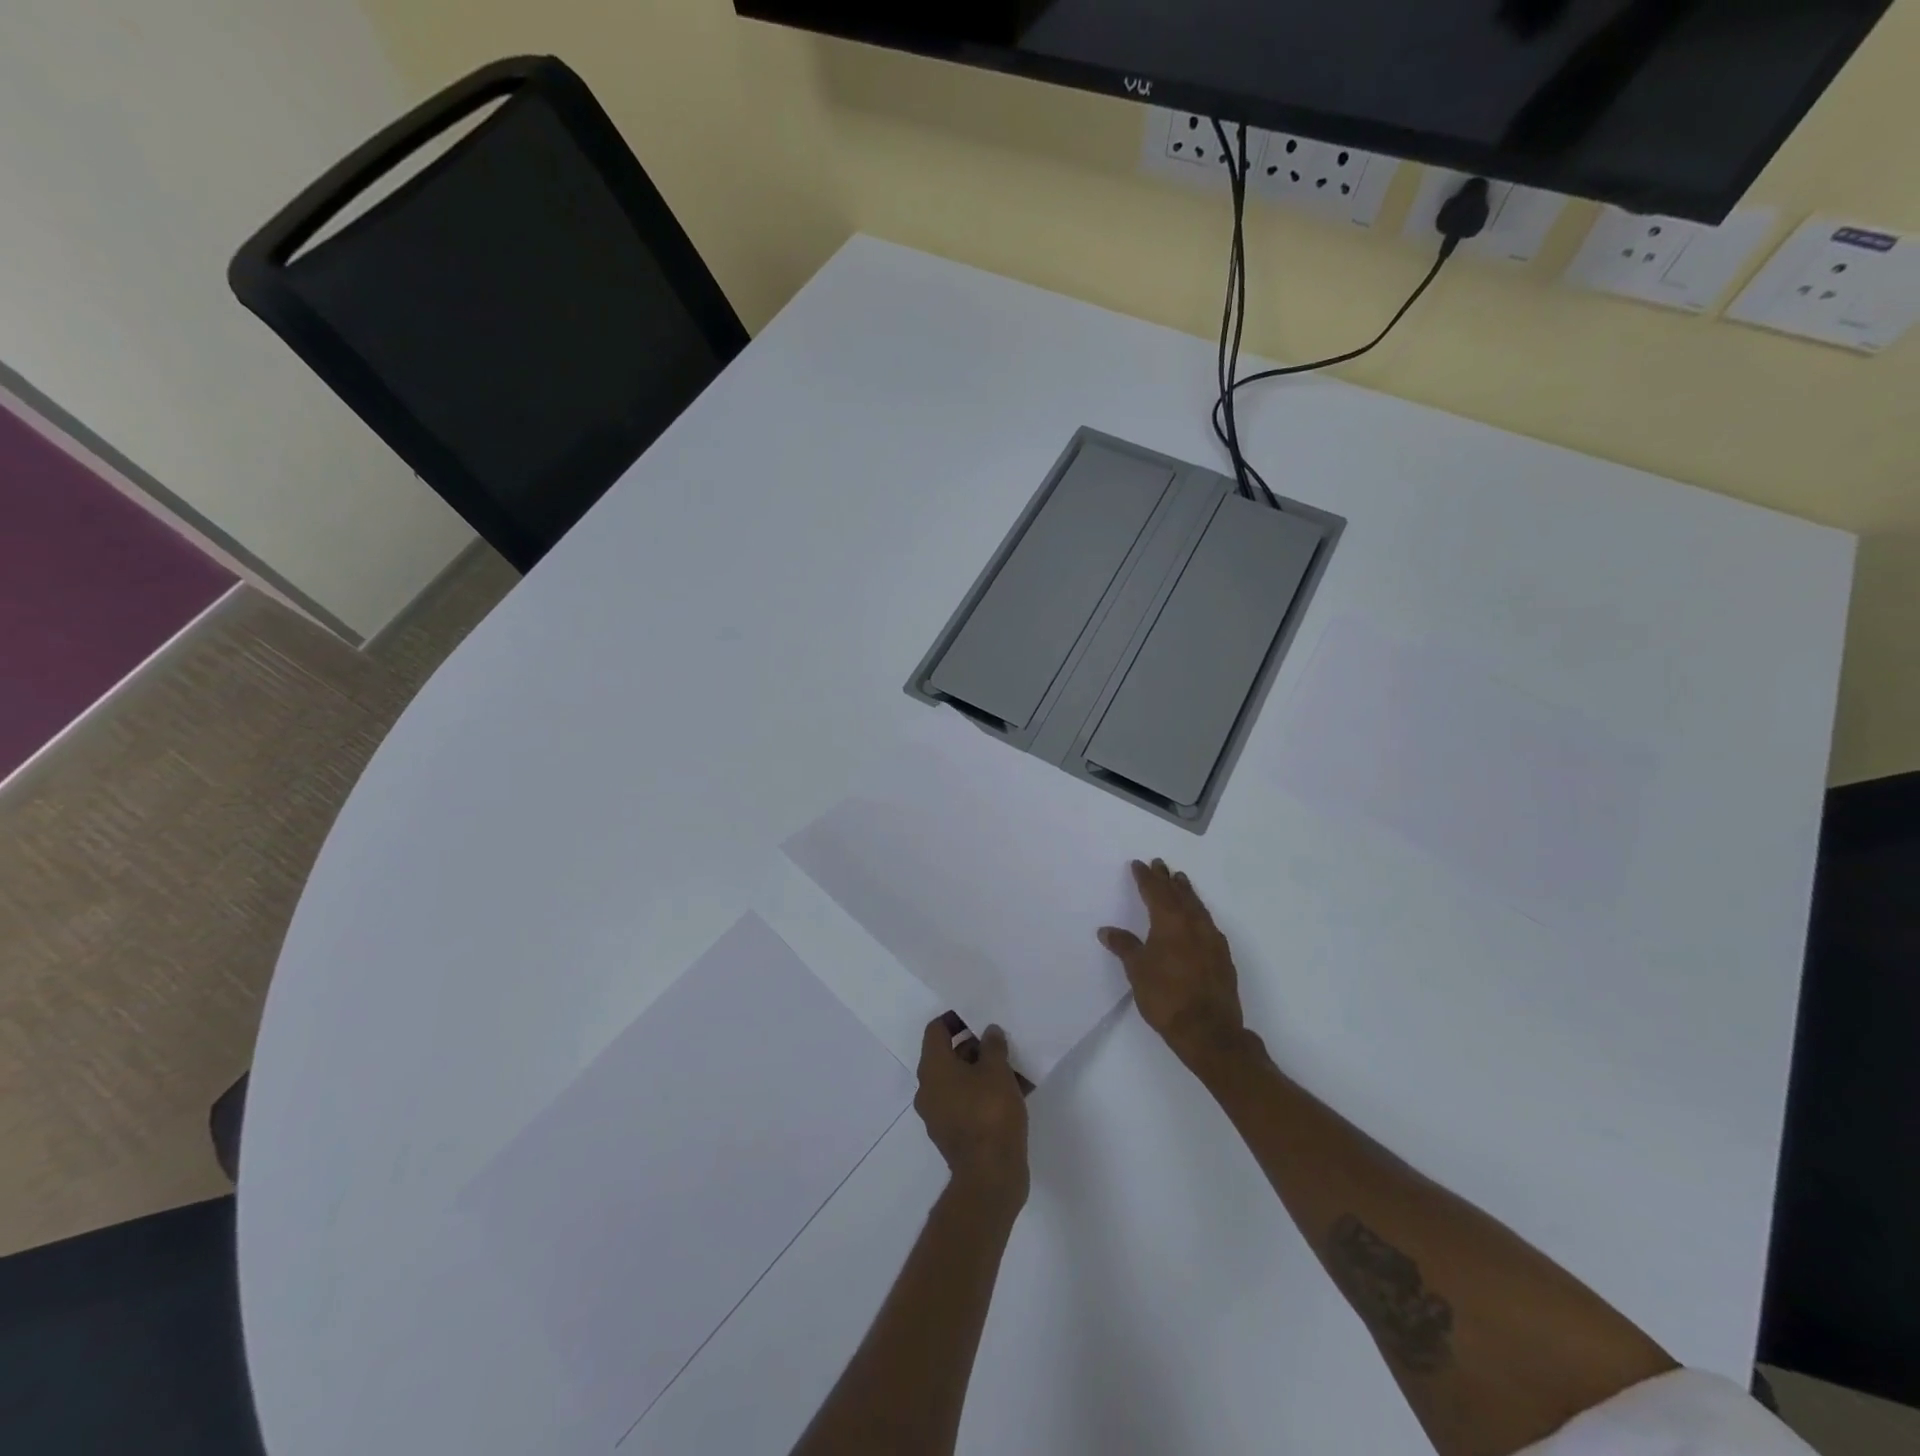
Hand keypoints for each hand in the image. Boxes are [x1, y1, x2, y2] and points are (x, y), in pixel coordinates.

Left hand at [915, 1015, 1029, 1212]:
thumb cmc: (989, 1113)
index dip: (955, 1019)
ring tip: (1015, 1067)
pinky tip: (1016, 1093)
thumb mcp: (996, 1070)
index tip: (978, 1017)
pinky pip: (969, 1103)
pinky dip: (986, 1094)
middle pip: (949, 1056)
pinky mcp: (955, 1135)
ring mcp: (940, 1115)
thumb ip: (993, 1045)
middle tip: (1002, 1043)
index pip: (936, 1030)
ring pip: (962, 1082)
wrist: (990, 1176)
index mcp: (933, 1069)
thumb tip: (989, 1032)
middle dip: (976, 1047)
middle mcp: (929, 1090)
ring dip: (985, 1072)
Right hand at [1099, 859, 1245, 1069]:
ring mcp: (1211, 939)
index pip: (1155, 892)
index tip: (1139, 864)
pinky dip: (1198, 912)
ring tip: (1180, 881)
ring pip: (1197, 906)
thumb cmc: (1166, 997)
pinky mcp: (1222, 956)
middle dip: (1167, 879)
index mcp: (1170, 922)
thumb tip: (1107, 930)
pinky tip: (1197, 917)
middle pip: (1179, 894)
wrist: (1209, 1031)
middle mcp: (1193, 924)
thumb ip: (1124, 946)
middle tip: (1160, 864)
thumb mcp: (1137, 971)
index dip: (1146, 878)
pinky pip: (1208, 923)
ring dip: (1186, 892)